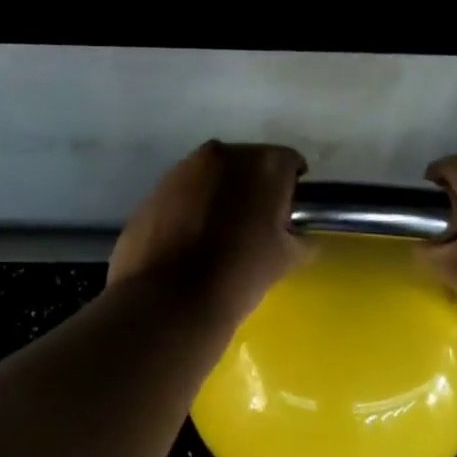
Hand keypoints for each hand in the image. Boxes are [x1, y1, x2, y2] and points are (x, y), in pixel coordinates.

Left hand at [109, 142, 308, 323]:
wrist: (171, 301)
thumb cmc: (241, 275)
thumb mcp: (288, 258)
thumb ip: (302, 237)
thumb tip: (299, 235)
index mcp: (263, 164)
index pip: (289, 163)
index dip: (291, 189)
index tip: (288, 214)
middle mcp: (223, 154)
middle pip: (248, 164)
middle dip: (254, 187)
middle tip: (255, 223)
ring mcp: (182, 169)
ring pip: (212, 176)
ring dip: (220, 195)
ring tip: (219, 233)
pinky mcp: (154, 190)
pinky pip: (183, 193)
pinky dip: (191, 207)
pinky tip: (190, 239)